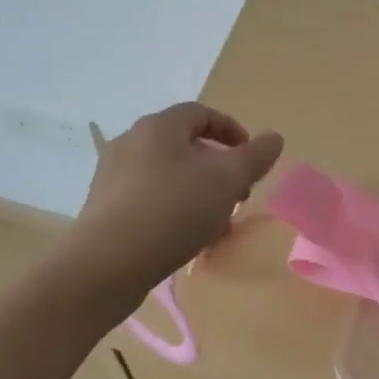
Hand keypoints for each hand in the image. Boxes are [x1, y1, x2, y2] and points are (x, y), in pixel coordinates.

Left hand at [69, 102, 283, 307]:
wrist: (105, 265)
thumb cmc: (172, 210)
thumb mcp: (226, 180)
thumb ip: (255, 156)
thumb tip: (274, 137)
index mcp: (159, 126)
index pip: (201, 113)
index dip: (232, 131)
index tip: (250, 159)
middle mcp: (132, 141)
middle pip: (184, 145)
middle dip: (217, 168)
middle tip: (238, 195)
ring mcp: (113, 175)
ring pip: (168, 175)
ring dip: (198, 192)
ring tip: (216, 225)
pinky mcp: (104, 208)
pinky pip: (149, 199)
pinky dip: (173, 210)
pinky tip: (186, 241)